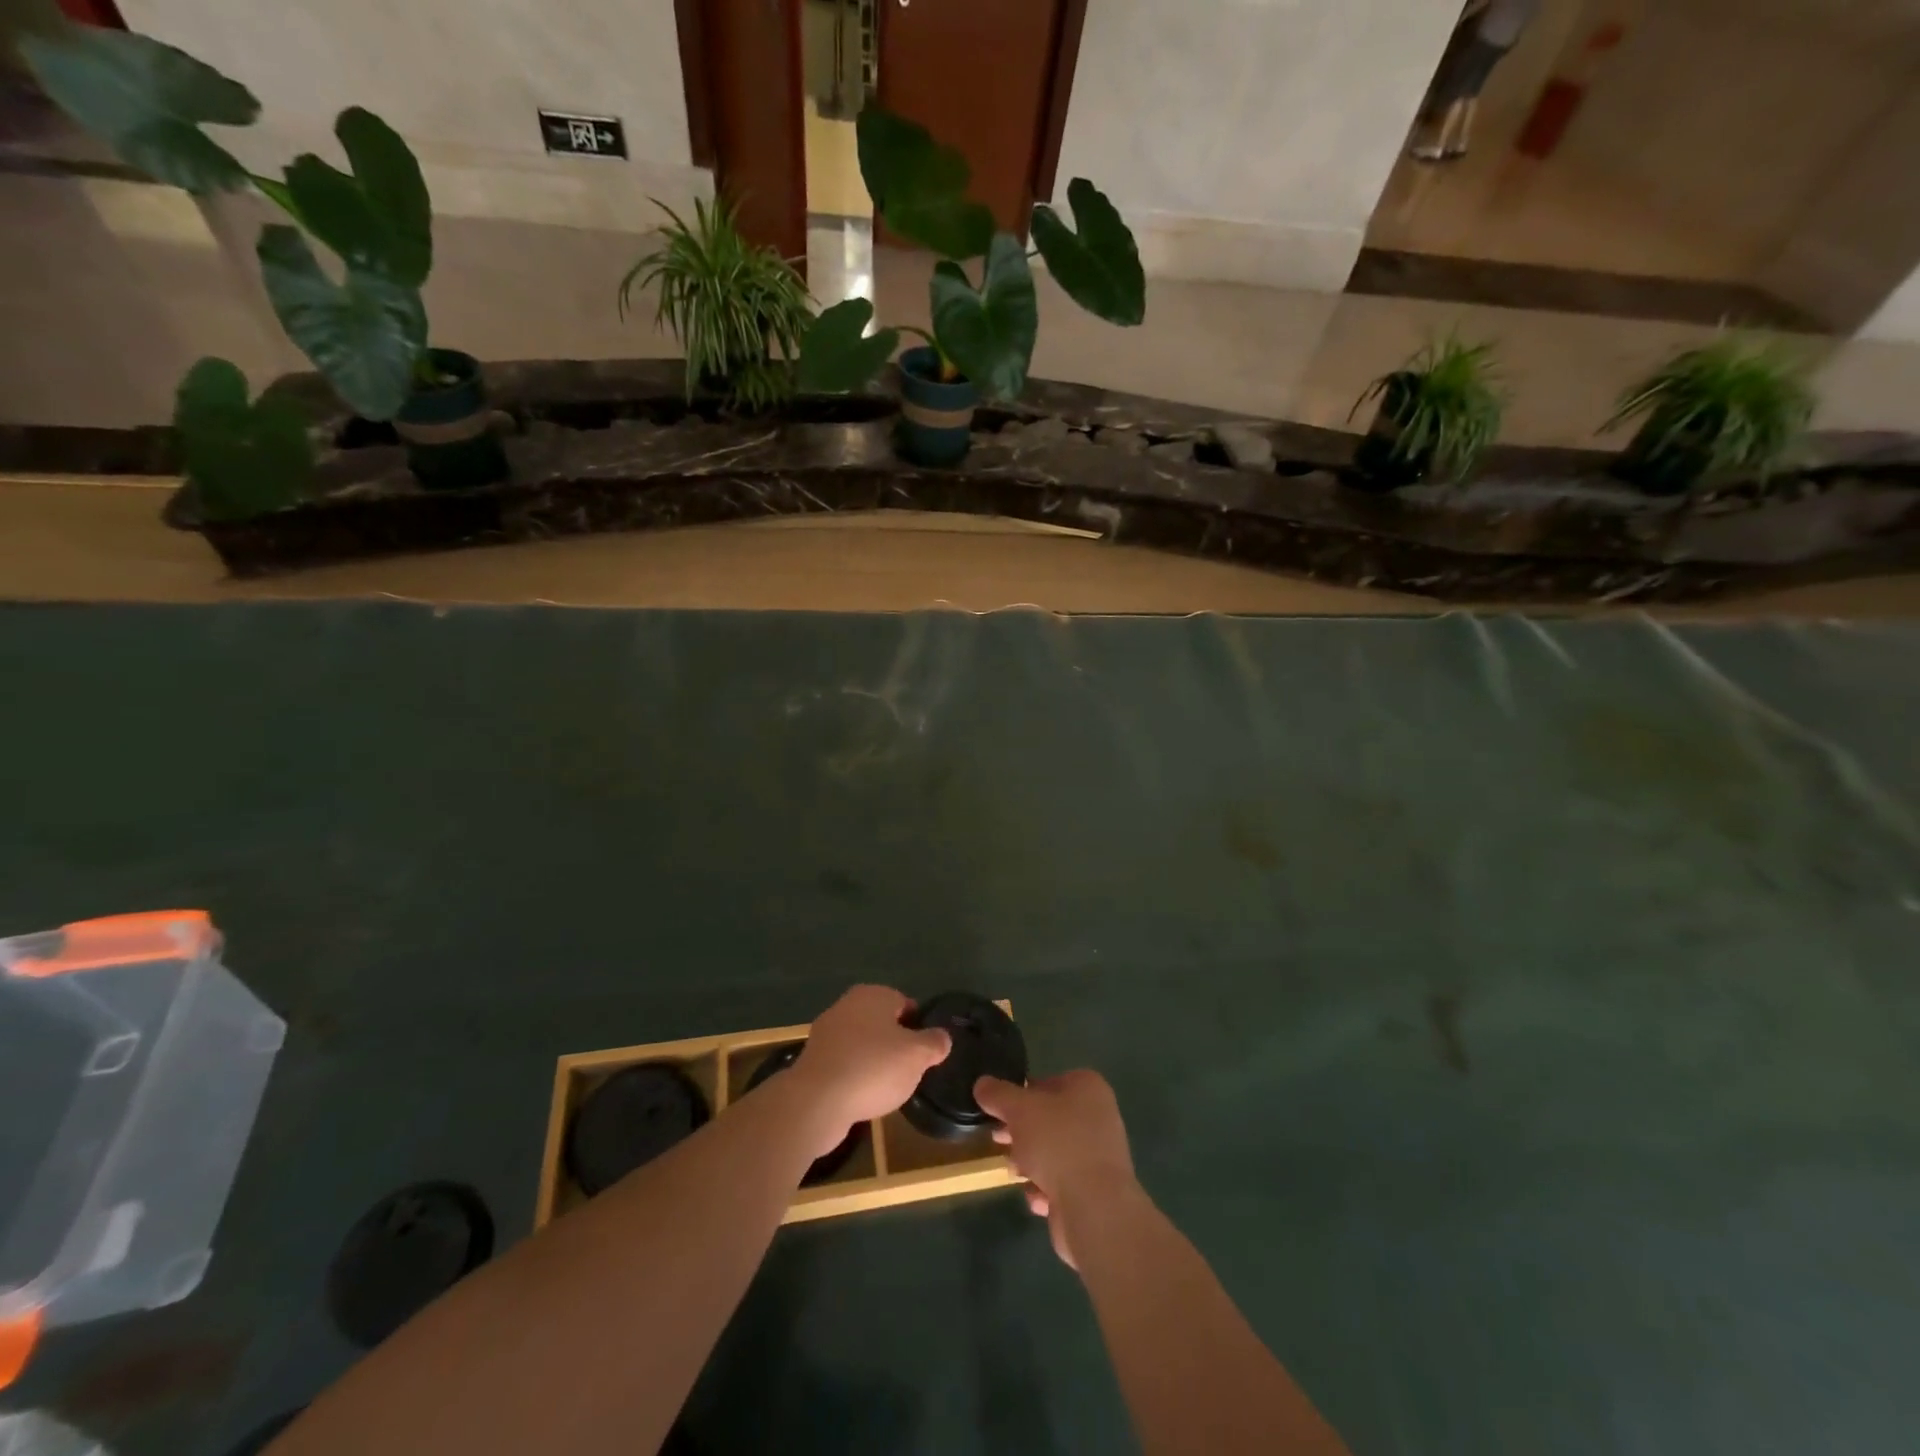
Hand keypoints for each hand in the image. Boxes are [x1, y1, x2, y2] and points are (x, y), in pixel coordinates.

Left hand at [789, 986, 949, 1156]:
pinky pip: (844, 1063)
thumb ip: (934, 1043)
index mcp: (873, 995)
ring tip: (888, 1088)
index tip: (926, 1051)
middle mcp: (847, 1005)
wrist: (816, 1101)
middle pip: (882, 1023)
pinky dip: (855, 1076)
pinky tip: (863, 1096)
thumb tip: (942, 1037)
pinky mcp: (814, 1060)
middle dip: (896, 1044)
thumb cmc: (873, 1068)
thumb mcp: (917, 1055)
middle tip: (910, 1070)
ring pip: (862, 1043)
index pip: (905, 1003)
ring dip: (874, 1061)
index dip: (919, 1026)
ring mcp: (827, 1032)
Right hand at [975, 1070, 1139, 1269]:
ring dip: (1030, 1162)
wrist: (1095, 1209)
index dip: (1021, 1094)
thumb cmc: (1058, 1144)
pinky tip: (1037, 1198)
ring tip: (1015, 1172)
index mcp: (1088, 1088)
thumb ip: (997, 1094)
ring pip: (1053, 1152)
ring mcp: (1099, 1156)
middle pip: (1049, 1119)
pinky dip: (1045, 1189)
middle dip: (1021, 1132)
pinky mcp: (1095, 1191)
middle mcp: (1098, 1117)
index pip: (1048, 1081)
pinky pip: (1062, 1183)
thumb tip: (982, 1084)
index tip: (1000, 1110)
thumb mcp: (1019, 1109)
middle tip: (998, 1139)